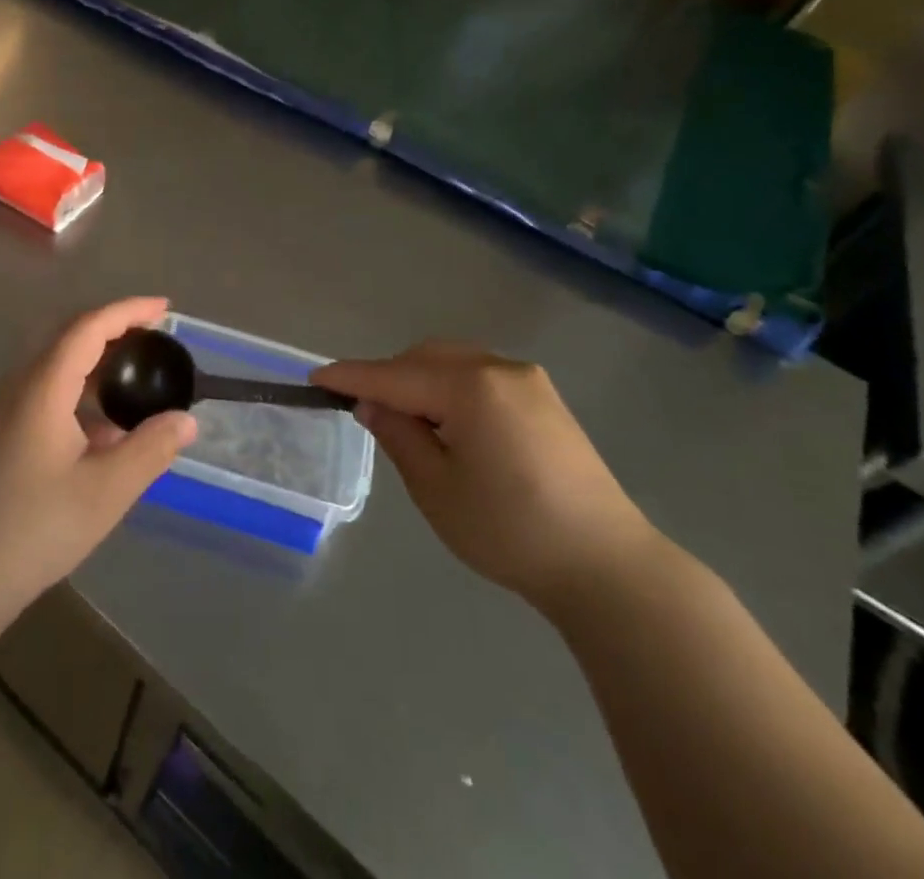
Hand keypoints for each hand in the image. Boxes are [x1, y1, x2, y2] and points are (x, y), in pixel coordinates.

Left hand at [0, 298, 196, 636]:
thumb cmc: (32, 530)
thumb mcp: (105, 492)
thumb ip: (151, 449)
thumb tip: (185, 420)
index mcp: (41, 387)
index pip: (88, 327)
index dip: (128, 311)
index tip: (164, 308)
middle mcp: (16, 388)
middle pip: (68, 340)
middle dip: (113, 332)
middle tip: (154, 341)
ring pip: (54, 370)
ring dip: (95, 368)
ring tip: (134, 388)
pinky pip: (42, 397)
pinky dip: (78, 397)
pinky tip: (99, 436)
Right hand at [314, 343, 659, 614]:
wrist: (607, 566)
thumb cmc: (510, 531)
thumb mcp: (436, 489)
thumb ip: (398, 435)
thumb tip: (372, 403)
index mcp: (470, 386)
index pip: (394, 374)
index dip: (352, 377)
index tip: (316, 378)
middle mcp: (499, 367)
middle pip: (424, 358)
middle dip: (389, 377)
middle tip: (363, 409)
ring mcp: (527, 379)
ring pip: (453, 362)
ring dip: (420, 380)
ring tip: (405, 418)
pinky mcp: (544, 397)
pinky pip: (480, 376)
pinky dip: (451, 388)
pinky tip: (448, 422)